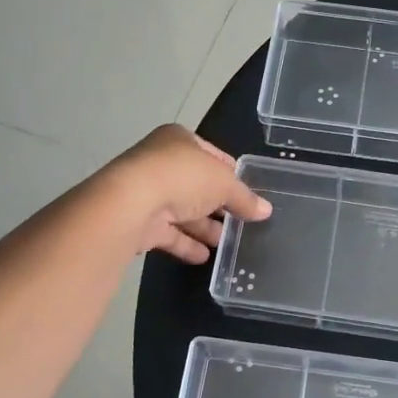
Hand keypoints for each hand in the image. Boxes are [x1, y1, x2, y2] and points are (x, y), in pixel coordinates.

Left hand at [102, 125, 270, 264]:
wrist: (131, 203)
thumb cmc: (183, 178)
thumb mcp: (224, 184)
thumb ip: (245, 198)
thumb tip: (266, 210)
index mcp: (179, 140)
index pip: (212, 154)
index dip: (231, 172)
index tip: (248, 192)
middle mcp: (160, 162)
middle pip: (196, 185)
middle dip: (218, 204)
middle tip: (240, 222)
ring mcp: (147, 192)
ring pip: (182, 210)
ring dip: (203, 227)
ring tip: (226, 244)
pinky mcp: (138, 221)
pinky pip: (168, 233)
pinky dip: (185, 244)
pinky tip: (204, 257)